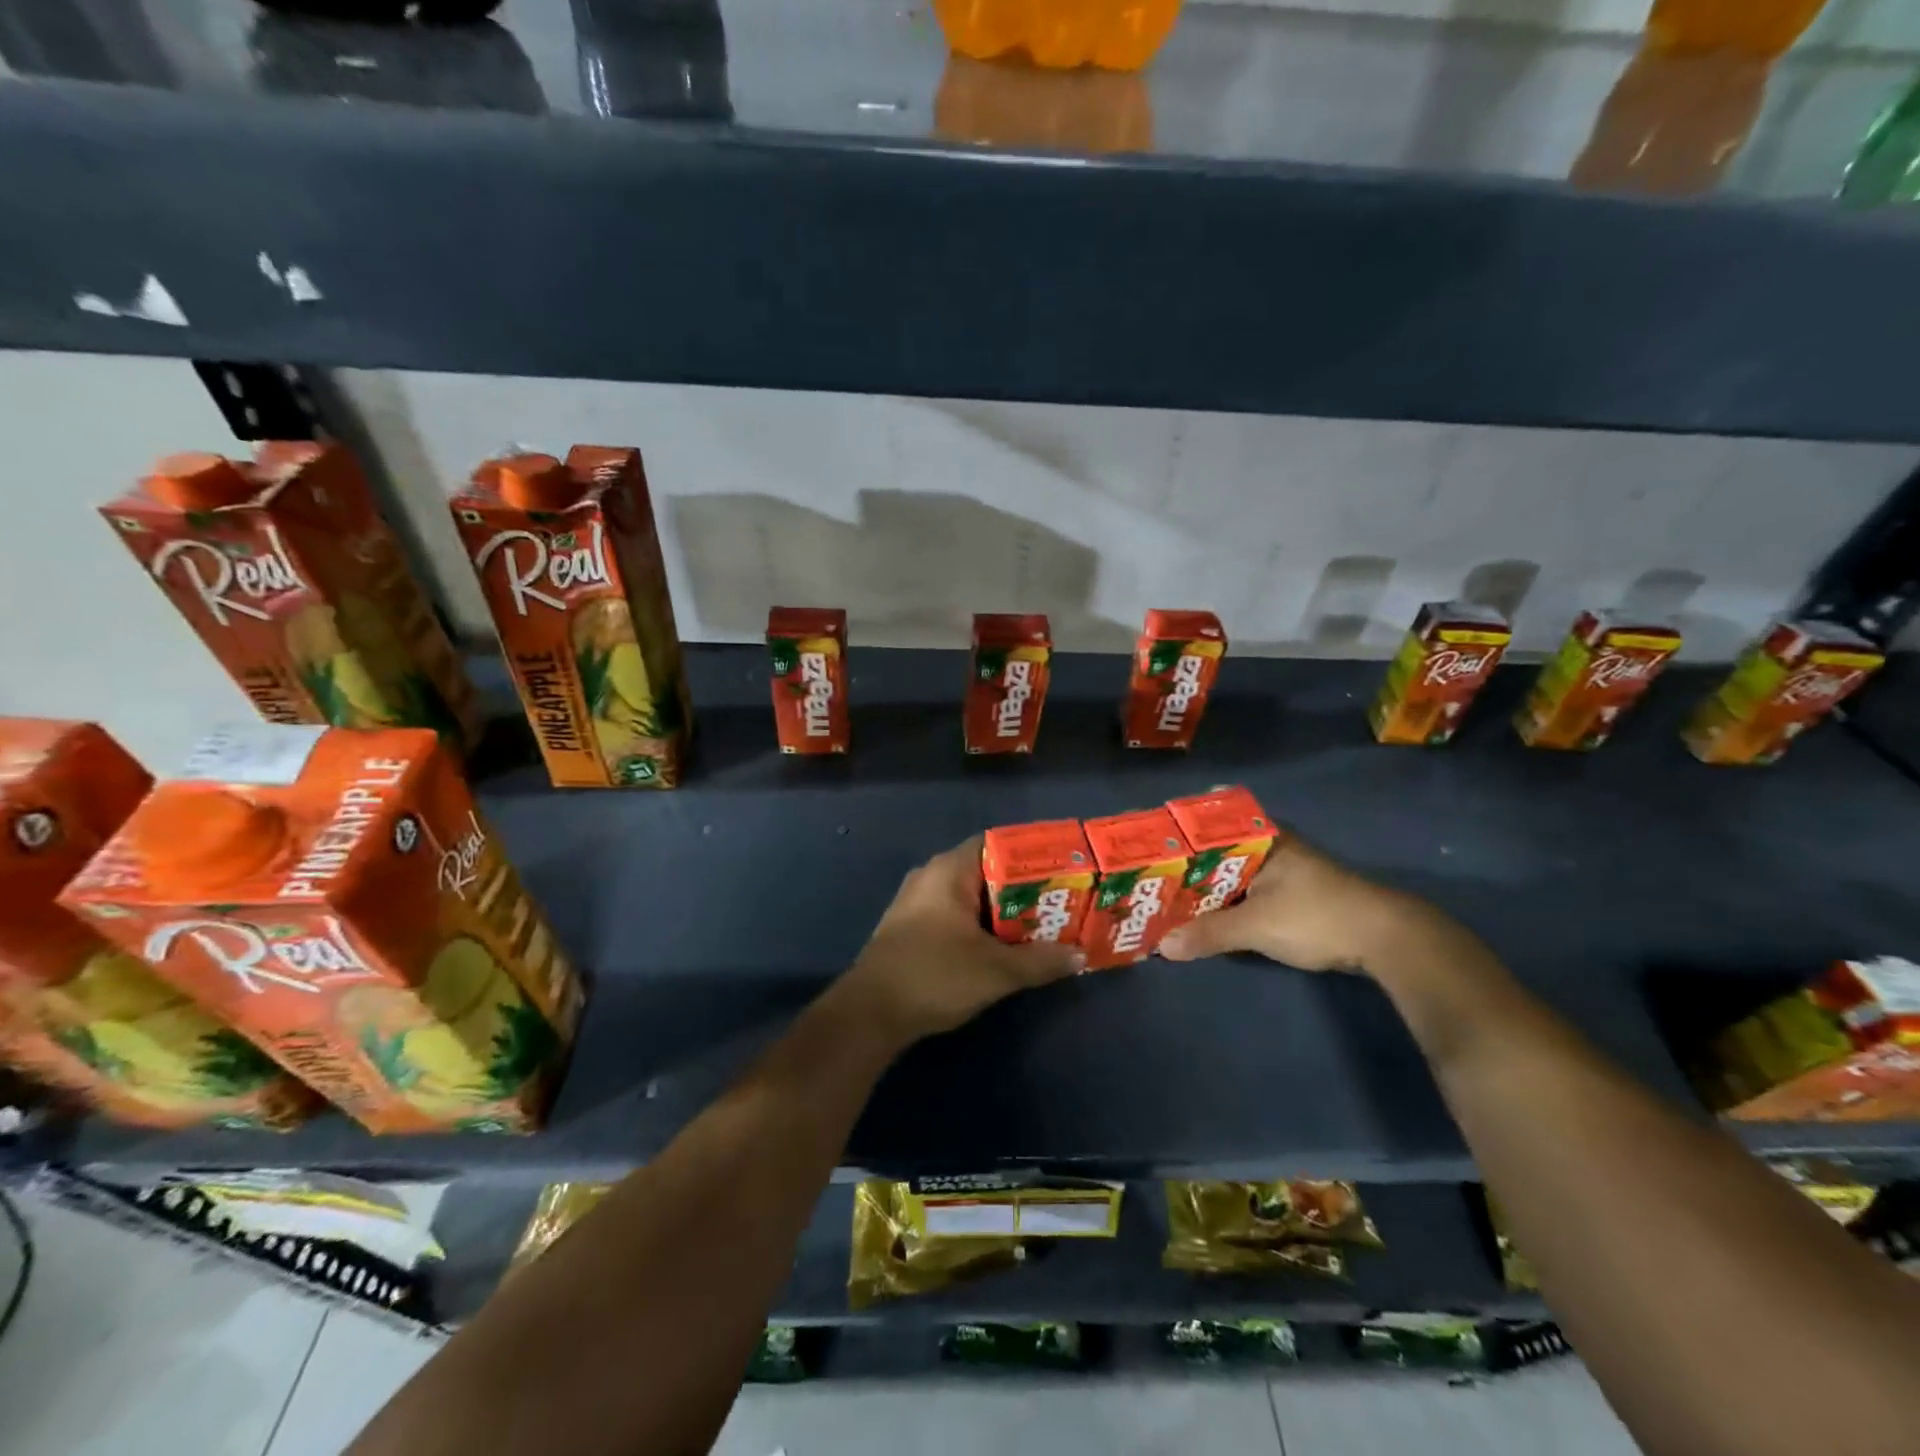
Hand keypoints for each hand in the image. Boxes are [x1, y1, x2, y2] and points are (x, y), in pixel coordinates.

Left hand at [839, 836, 1084, 1043]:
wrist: (869, 1014)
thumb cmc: (935, 976)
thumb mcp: (996, 971)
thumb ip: (1041, 961)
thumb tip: (1080, 955)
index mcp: (949, 871)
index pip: (997, 843)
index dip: (1031, 853)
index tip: (1062, 868)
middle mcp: (931, 876)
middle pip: (987, 870)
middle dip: (1023, 888)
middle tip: (1060, 902)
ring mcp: (917, 902)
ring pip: (971, 896)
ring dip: (1003, 910)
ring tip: (1041, 925)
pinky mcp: (911, 927)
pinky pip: (955, 914)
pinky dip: (981, 924)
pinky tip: (1003, 946)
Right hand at [1159, 837, 1443, 975]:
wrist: (1385, 939)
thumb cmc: (1316, 916)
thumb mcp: (1256, 925)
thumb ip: (1209, 933)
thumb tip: (1162, 947)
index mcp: (1262, 838)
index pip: (1209, 822)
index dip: (1177, 829)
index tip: (1146, 837)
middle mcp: (1270, 847)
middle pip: (1216, 850)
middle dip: (1183, 863)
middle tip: (1144, 872)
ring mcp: (1282, 871)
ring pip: (1230, 873)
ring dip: (1203, 886)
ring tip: (1162, 895)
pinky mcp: (1291, 896)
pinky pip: (1244, 892)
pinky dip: (1222, 901)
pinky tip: (1201, 914)